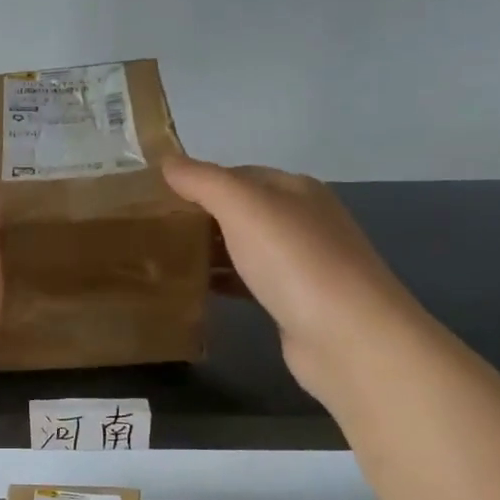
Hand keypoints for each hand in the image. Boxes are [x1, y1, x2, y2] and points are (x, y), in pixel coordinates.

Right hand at [162, 157, 417, 394]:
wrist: (348, 338)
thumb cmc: (295, 261)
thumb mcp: (244, 207)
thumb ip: (204, 181)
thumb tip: (167, 161)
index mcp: (294, 189)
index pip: (236, 174)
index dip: (197, 181)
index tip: (153, 198)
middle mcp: (301, 220)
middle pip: (239, 211)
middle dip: (199, 217)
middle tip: (151, 230)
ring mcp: (300, 263)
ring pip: (243, 247)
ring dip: (208, 251)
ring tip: (162, 259)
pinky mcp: (293, 301)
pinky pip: (248, 281)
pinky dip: (222, 281)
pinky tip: (194, 290)